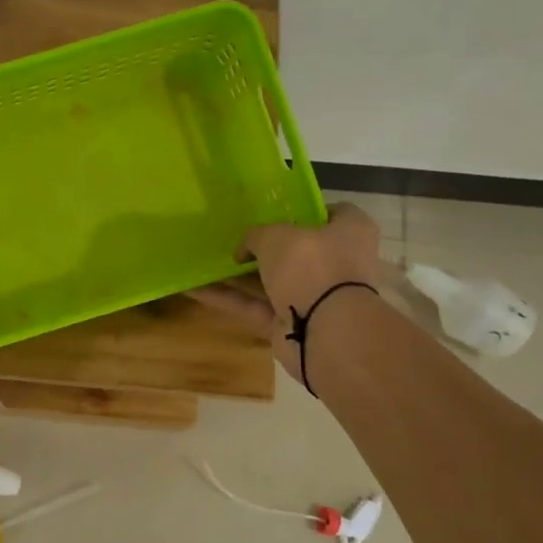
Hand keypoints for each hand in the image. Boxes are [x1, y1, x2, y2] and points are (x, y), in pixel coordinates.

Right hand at [188, 204, 384, 378]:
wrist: (325, 331)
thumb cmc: (312, 266)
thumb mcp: (277, 235)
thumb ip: (256, 235)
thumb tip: (244, 250)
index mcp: (349, 232)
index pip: (333, 213)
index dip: (304, 210)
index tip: (275, 210)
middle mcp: (336, 263)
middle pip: (297, 250)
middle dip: (264, 247)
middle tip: (234, 237)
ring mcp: (313, 296)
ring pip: (270, 281)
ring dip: (238, 274)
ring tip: (204, 260)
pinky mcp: (289, 323)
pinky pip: (253, 306)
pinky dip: (226, 298)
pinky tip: (193, 288)